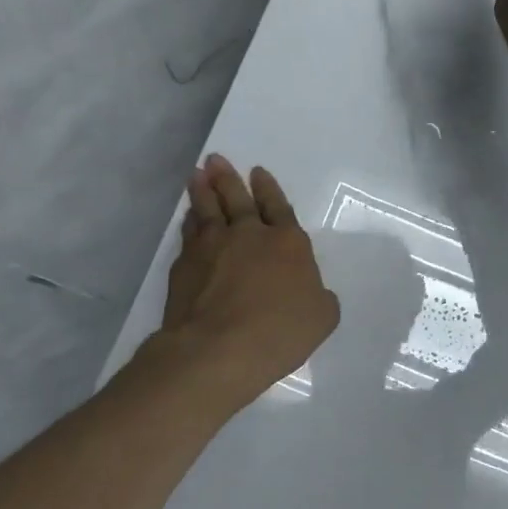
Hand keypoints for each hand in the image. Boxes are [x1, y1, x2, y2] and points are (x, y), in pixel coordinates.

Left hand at [153, 156, 339, 408]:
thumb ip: (320, 296)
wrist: (219, 348)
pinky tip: (188, 216)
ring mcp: (213, 246)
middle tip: (216, 159)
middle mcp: (249, 235)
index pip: (278, 207)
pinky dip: (190, 220)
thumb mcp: (322, 317)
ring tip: (198, 175)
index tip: (258, 172)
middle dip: (229, 178)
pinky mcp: (185, 264)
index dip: (269, 189)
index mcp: (288, 243)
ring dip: (204, 189)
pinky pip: (189, 232)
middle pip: (239, 199)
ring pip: (208, 209)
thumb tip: (313, 290)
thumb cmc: (281, 332)